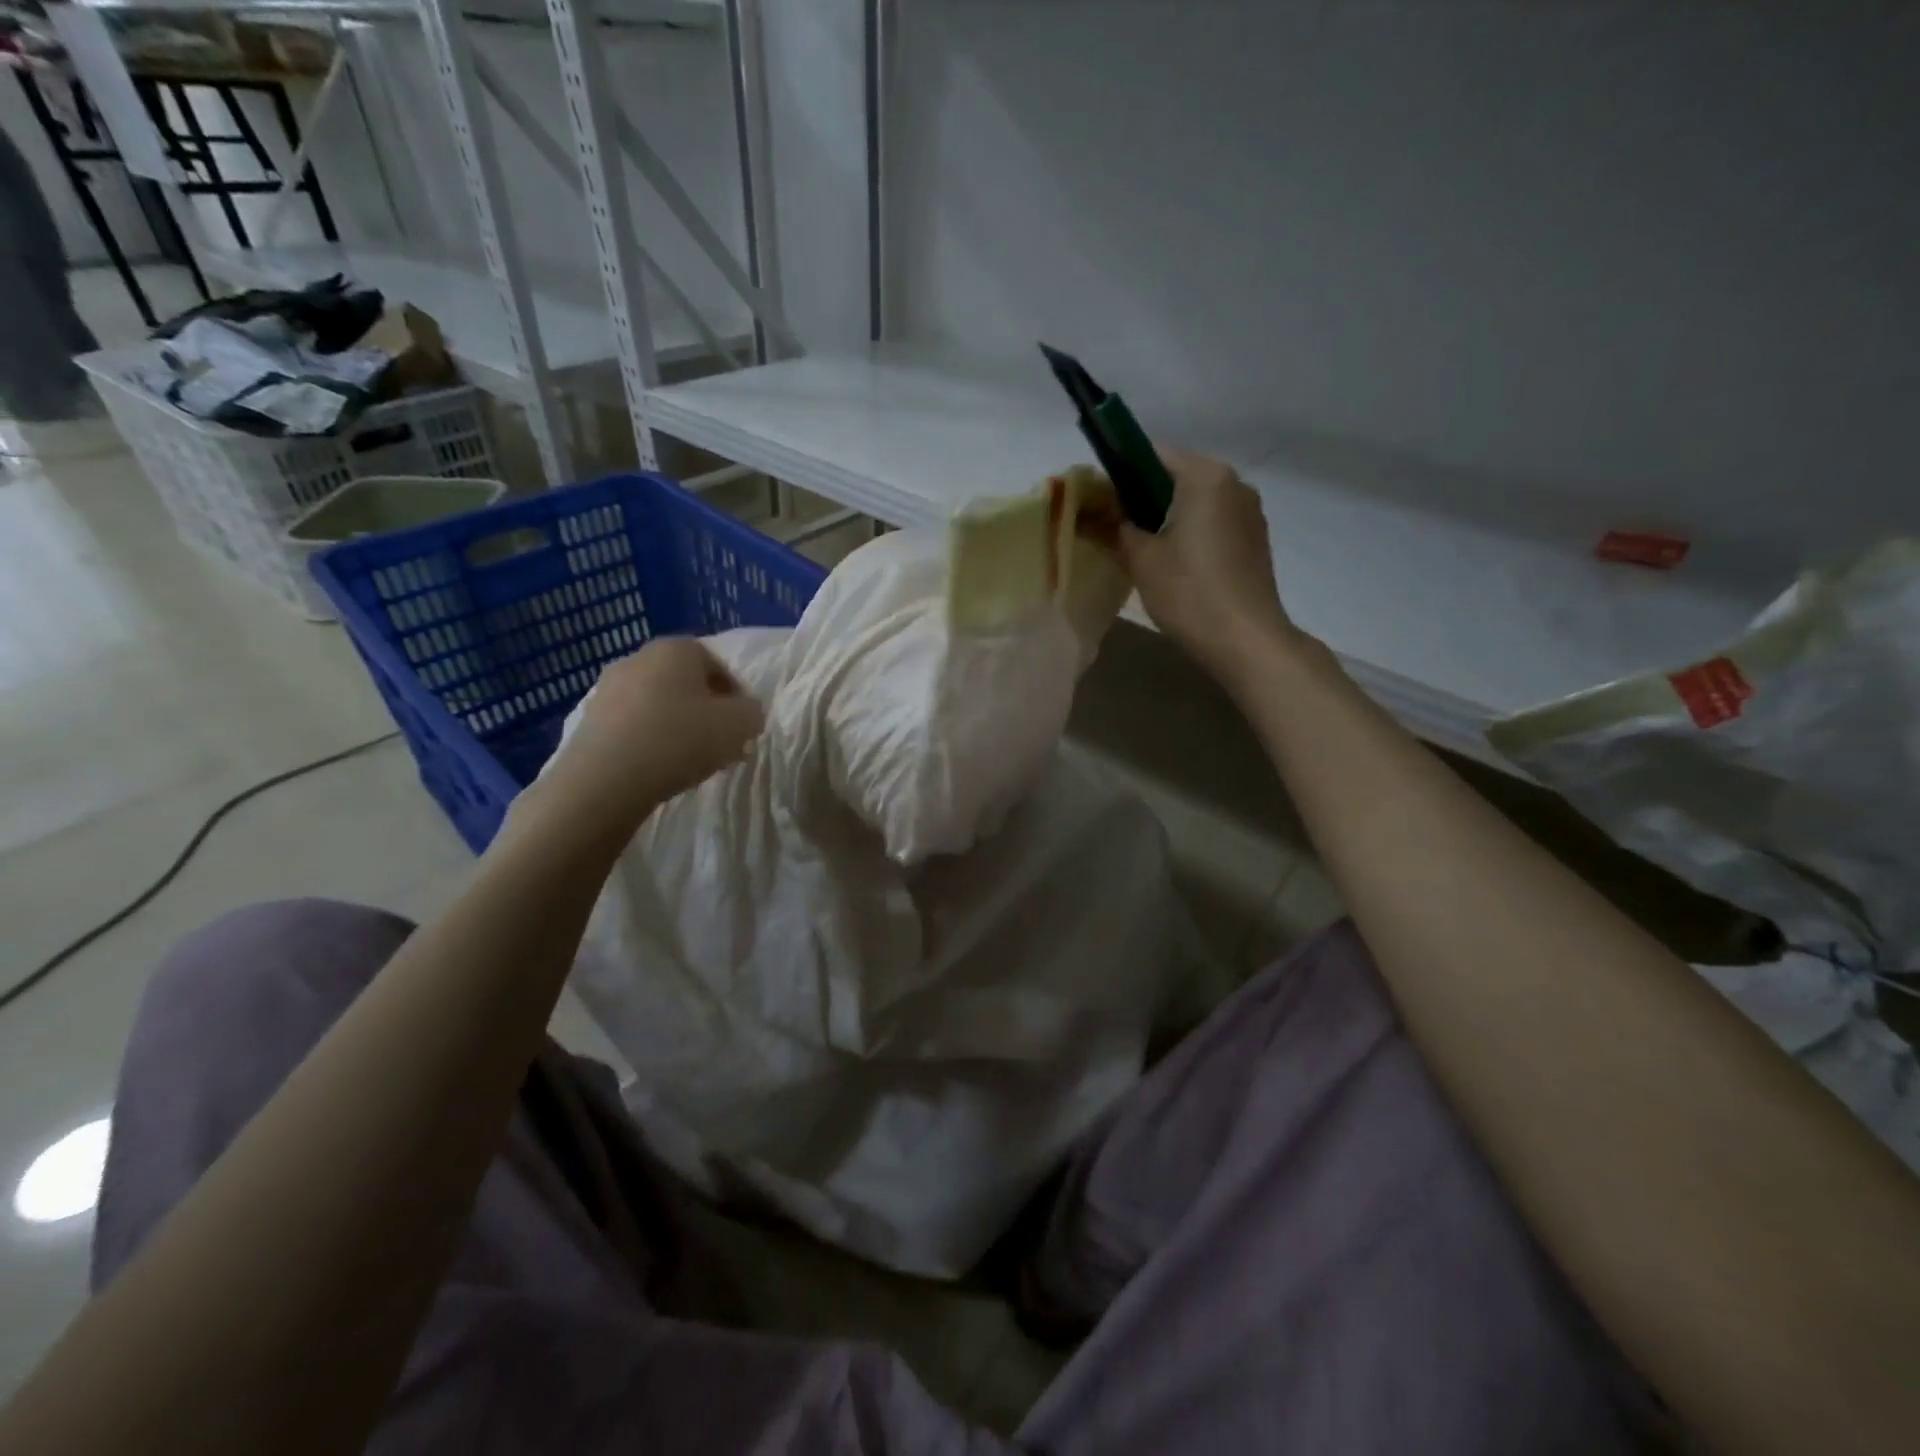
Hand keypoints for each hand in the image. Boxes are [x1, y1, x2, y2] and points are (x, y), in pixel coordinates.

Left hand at [522, 637, 764, 840]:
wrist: (605, 780)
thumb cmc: (680, 739)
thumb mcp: (740, 726)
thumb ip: (752, 713)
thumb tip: (746, 712)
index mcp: (676, 649)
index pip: (717, 664)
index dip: (736, 695)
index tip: (742, 725)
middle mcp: (639, 658)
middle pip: (685, 682)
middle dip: (705, 709)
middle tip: (719, 742)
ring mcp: (607, 688)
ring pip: (657, 703)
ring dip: (676, 725)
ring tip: (689, 759)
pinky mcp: (588, 719)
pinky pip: (632, 724)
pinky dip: (649, 739)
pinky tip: (658, 766)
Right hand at [1112, 446, 1298, 680]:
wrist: (1246, 641)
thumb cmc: (1190, 592)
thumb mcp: (1141, 559)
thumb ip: (1113, 528)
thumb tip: (1086, 513)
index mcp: (1206, 476)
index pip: (1152, 454)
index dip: (1119, 474)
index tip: (1098, 503)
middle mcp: (1234, 483)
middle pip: (1175, 476)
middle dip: (1141, 497)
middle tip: (1112, 528)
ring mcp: (1249, 512)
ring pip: (1195, 501)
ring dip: (1165, 517)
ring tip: (1139, 549)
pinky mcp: (1254, 539)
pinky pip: (1212, 521)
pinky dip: (1188, 531)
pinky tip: (1172, 563)